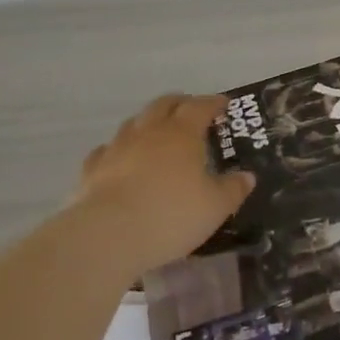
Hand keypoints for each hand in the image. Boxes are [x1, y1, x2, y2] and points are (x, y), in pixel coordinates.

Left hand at [76, 94, 254, 269]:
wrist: (107, 236)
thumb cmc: (171, 215)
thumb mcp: (216, 207)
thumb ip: (233, 189)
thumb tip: (247, 177)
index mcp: (183, 133)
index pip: (201, 106)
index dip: (214, 103)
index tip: (224, 104)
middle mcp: (149, 132)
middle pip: (164, 104)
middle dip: (180, 103)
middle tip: (191, 109)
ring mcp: (117, 148)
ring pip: (133, 123)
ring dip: (148, 122)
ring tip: (156, 132)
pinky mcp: (92, 170)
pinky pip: (106, 150)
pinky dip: (117, 149)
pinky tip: (120, 159)